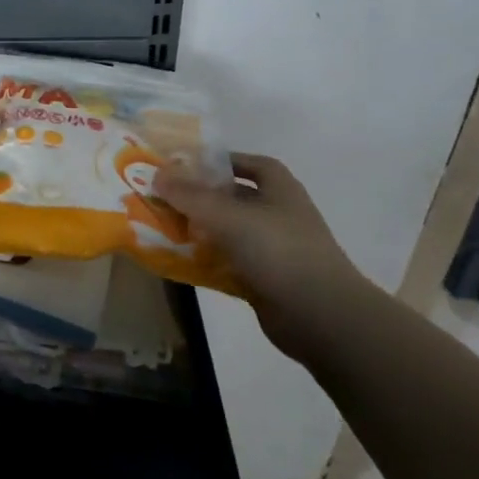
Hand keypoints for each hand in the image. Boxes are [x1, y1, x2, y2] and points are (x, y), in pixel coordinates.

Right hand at [156, 153, 379, 359]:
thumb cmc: (279, 251)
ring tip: (164, 227)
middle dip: (202, 197)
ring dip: (200, 231)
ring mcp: (274, 250)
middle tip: (165, 197)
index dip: (223, 161)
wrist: (321, 317)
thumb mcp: (228, 216)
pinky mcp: (266, 280)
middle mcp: (279, 215)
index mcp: (280, 190)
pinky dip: (206, 262)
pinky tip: (178, 262)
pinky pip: (229, 264)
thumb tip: (157, 174)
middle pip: (235, 198)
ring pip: (229, 232)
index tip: (188, 165)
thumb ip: (191, 195)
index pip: (251, 164)